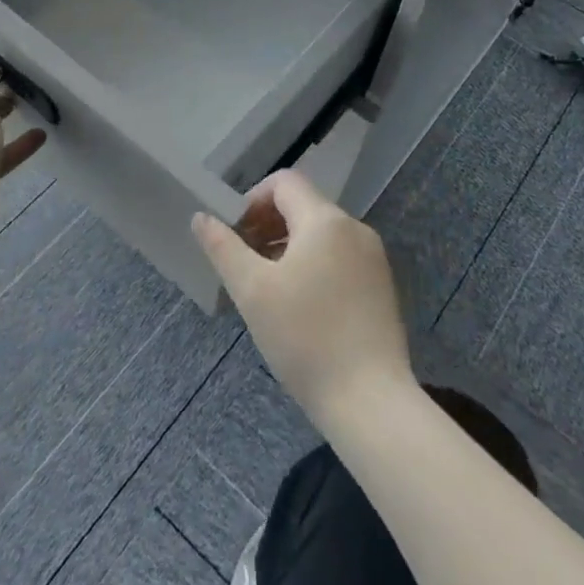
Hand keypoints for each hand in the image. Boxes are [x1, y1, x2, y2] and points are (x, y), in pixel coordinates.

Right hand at [192, 170, 413, 429]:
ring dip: (288, 247)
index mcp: (325, 220)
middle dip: (268, 226)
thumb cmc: (305, 338)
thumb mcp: (252, 291)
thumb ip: (223, 247)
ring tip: (267, 287)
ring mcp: (374, 258)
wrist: (370, 402)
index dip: (252, 200)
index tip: (234, 236)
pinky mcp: (382, 286)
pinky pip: (340, 258)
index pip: (284, 182)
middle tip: (244, 263)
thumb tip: (201, 217)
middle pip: (303, 206)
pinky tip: (300, 307)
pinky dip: (314, 266)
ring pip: (321, 234)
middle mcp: (355, 228)